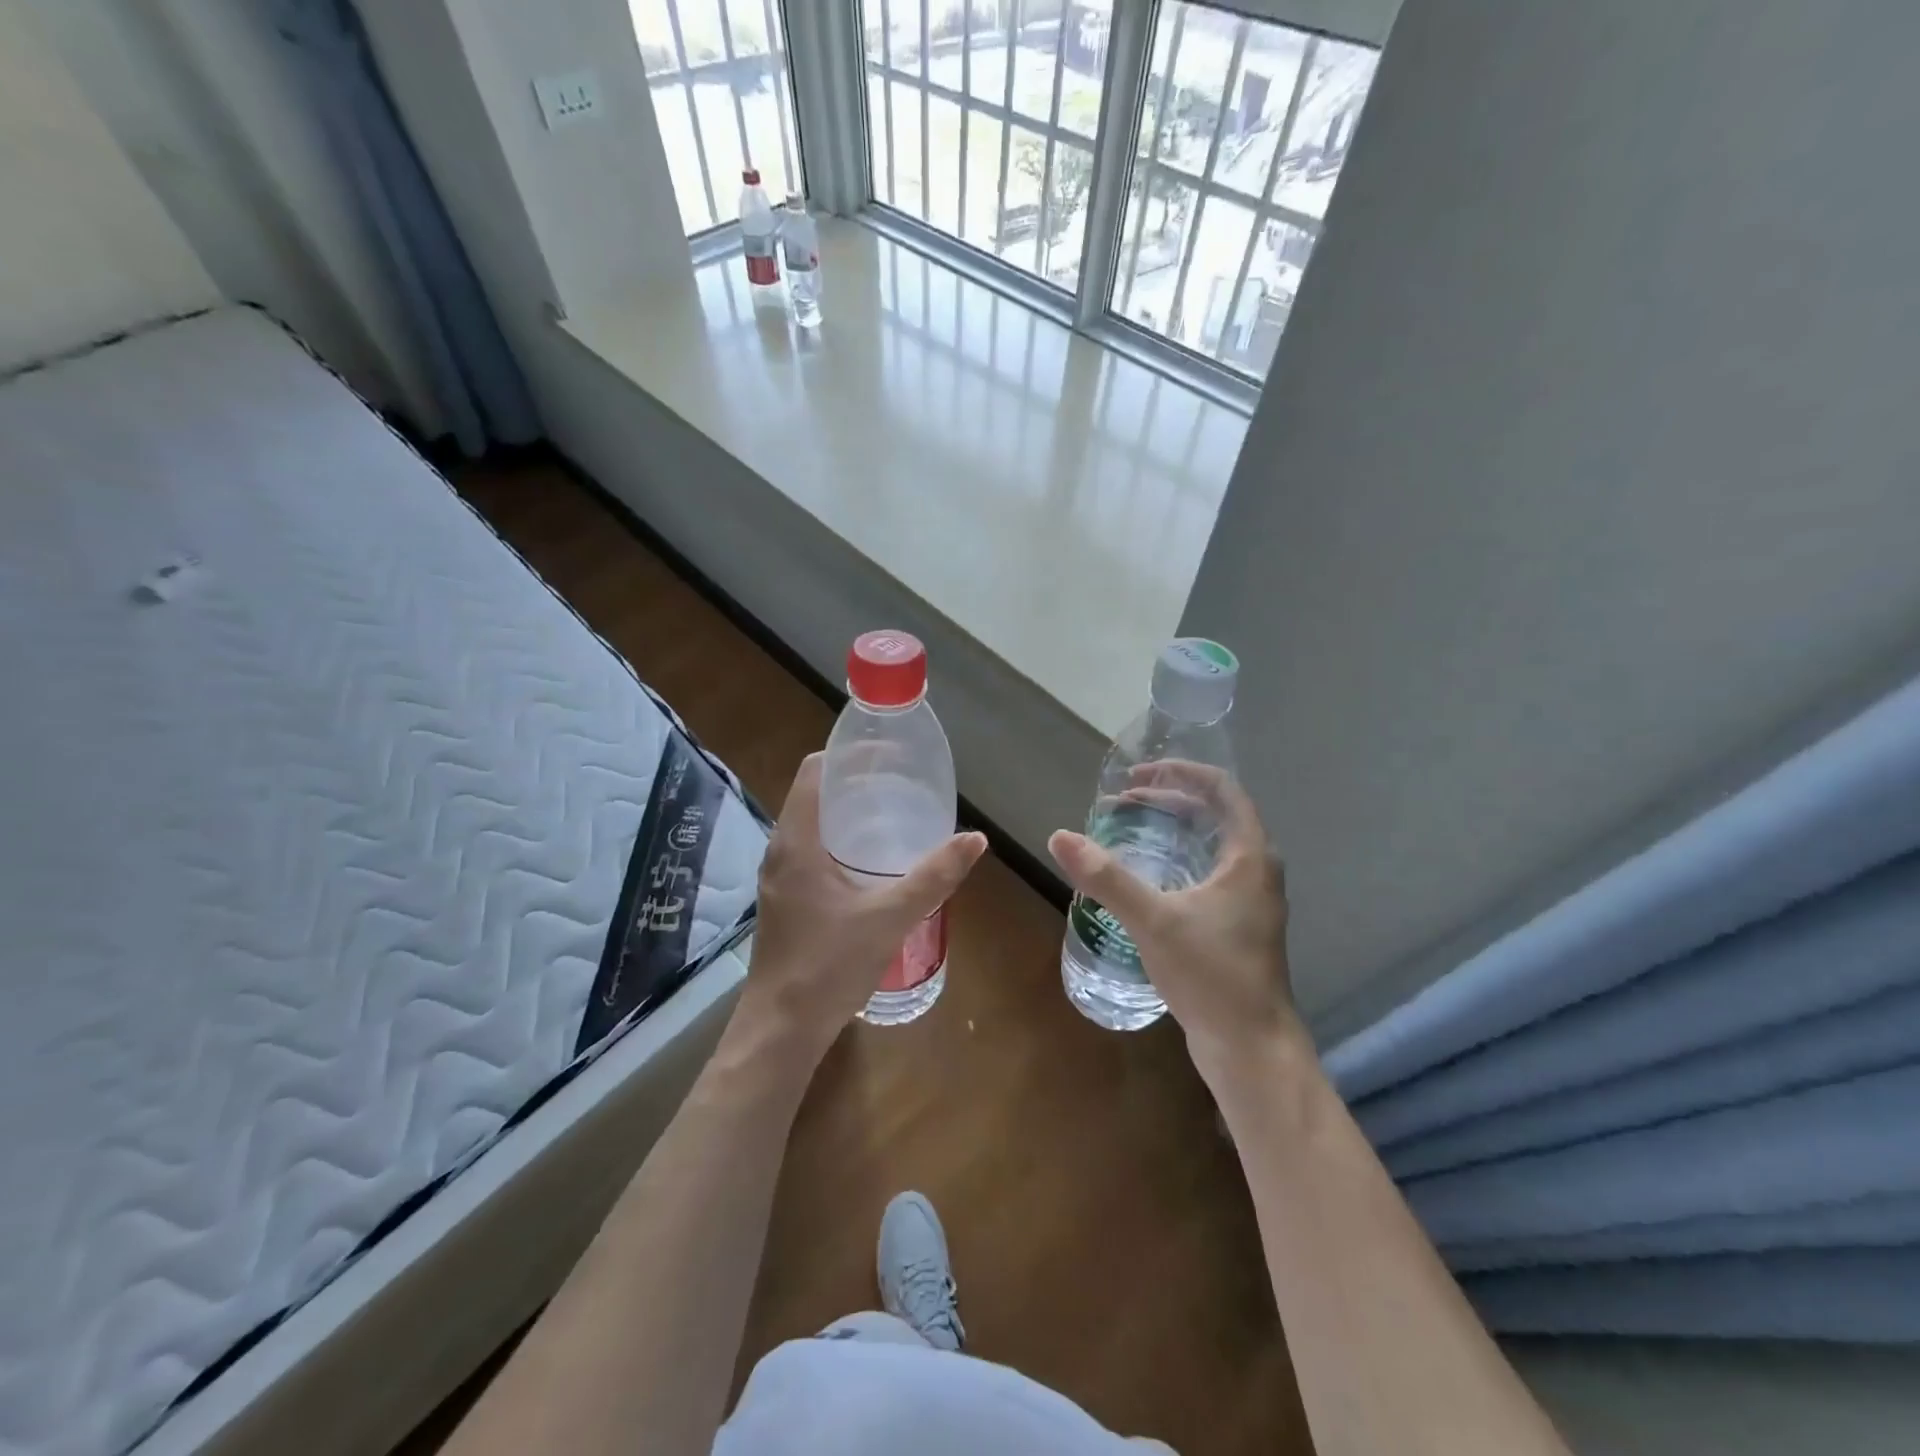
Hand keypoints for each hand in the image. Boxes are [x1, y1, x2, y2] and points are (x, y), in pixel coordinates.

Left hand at [739, 753, 986, 1061]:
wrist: (782, 1028)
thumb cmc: (830, 965)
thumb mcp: (890, 917)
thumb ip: (934, 876)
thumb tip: (975, 838)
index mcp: (796, 841)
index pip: (814, 771)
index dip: (848, 755)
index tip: (888, 755)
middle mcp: (780, 850)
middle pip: (815, 794)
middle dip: (856, 783)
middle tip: (902, 783)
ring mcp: (779, 877)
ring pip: (812, 825)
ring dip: (848, 814)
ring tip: (894, 814)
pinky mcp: (785, 899)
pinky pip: (811, 851)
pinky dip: (840, 841)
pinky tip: (872, 861)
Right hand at [1048, 763, 1298, 1080]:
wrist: (1250, 1048)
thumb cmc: (1212, 976)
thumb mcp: (1154, 921)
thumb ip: (1107, 878)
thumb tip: (1059, 837)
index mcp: (1249, 856)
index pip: (1221, 789)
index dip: (1179, 772)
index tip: (1136, 775)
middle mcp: (1256, 870)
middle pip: (1213, 813)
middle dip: (1167, 800)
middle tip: (1120, 803)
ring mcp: (1249, 899)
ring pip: (1210, 844)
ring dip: (1171, 829)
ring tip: (1127, 829)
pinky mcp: (1238, 924)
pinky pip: (1207, 871)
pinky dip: (1176, 858)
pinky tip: (1145, 876)